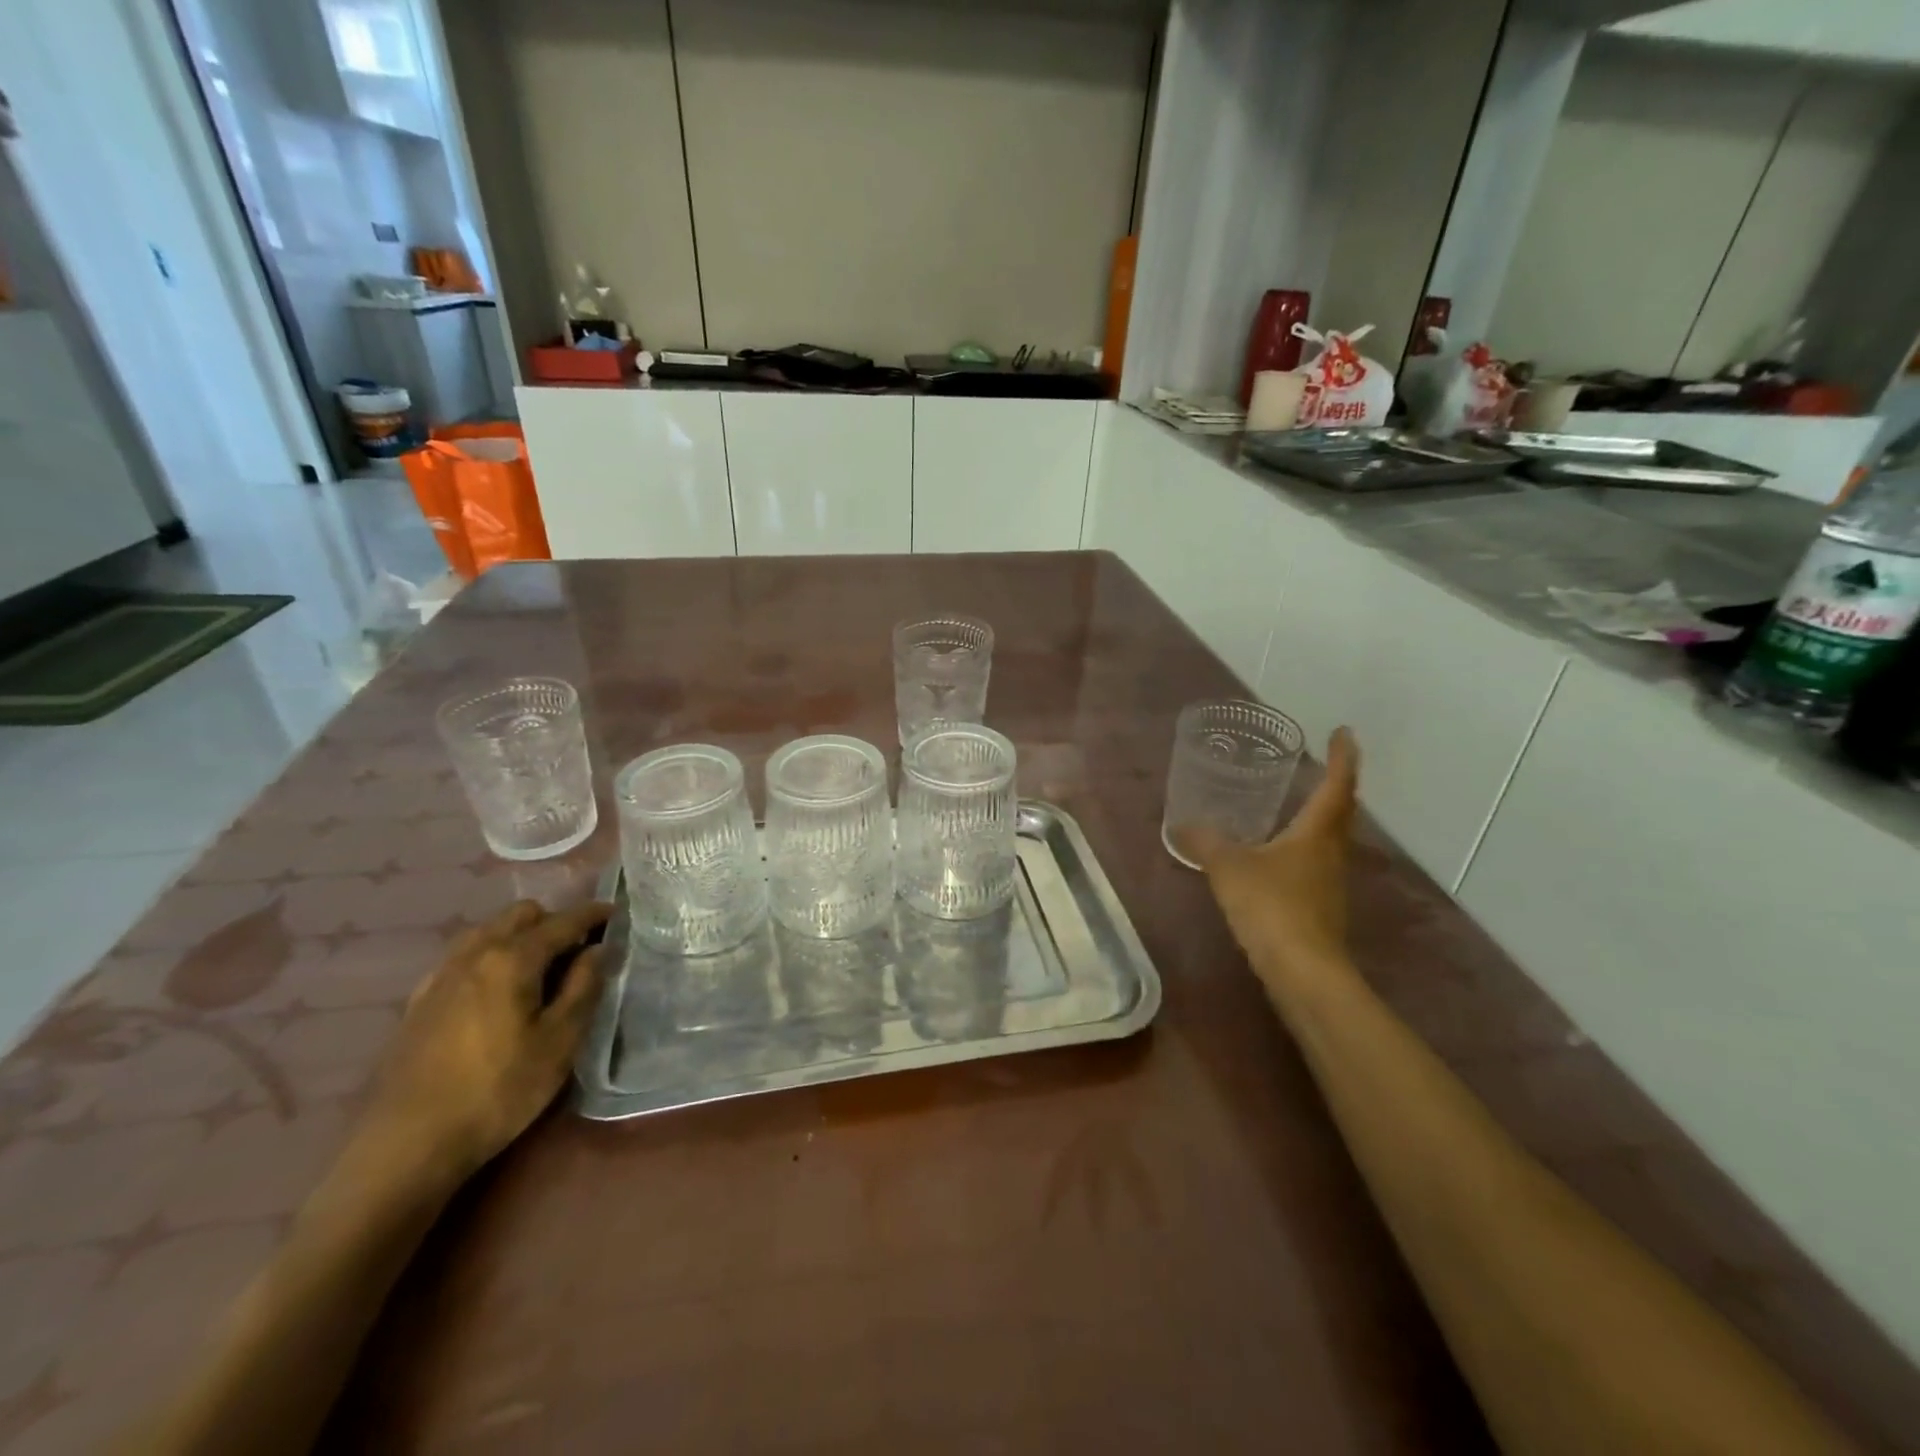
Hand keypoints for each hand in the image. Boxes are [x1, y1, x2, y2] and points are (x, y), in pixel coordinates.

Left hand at [358, 899, 611, 1182]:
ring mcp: (441, 976)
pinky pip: (464, 957)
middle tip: (578, 951)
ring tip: (540, 968)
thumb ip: (583, 987)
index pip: (564, 921)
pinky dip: (490, 957)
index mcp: (512, 958)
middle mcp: (474, 954)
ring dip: (519, 936)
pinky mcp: (419, 1001)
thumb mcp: (559, 1042)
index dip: (595, 915)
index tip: (617, 915)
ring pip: (488, 931)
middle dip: (554, 921)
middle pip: (521, 915)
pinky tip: (496, 992)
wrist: (405, 1146)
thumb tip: (599, 950)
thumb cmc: (497, 1091)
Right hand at [1179, 727, 1360, 999]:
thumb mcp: (1229, 867)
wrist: (1303, 971)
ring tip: (1290, 804)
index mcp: (1317, 833)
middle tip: (1315, 765)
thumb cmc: (1272, 906)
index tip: (1344, 732)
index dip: (1342, 757)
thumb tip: (1181, 824)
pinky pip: (1312, 864)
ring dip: (1316, 817)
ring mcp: (1329, 882)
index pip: (1338, 785)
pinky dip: (1299, 848)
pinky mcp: (1319, 907)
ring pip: (1327, 839)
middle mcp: (1331, 852)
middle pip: (1339, 811)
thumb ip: (1205, 841)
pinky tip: (1273, 854)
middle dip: (1333, 785)